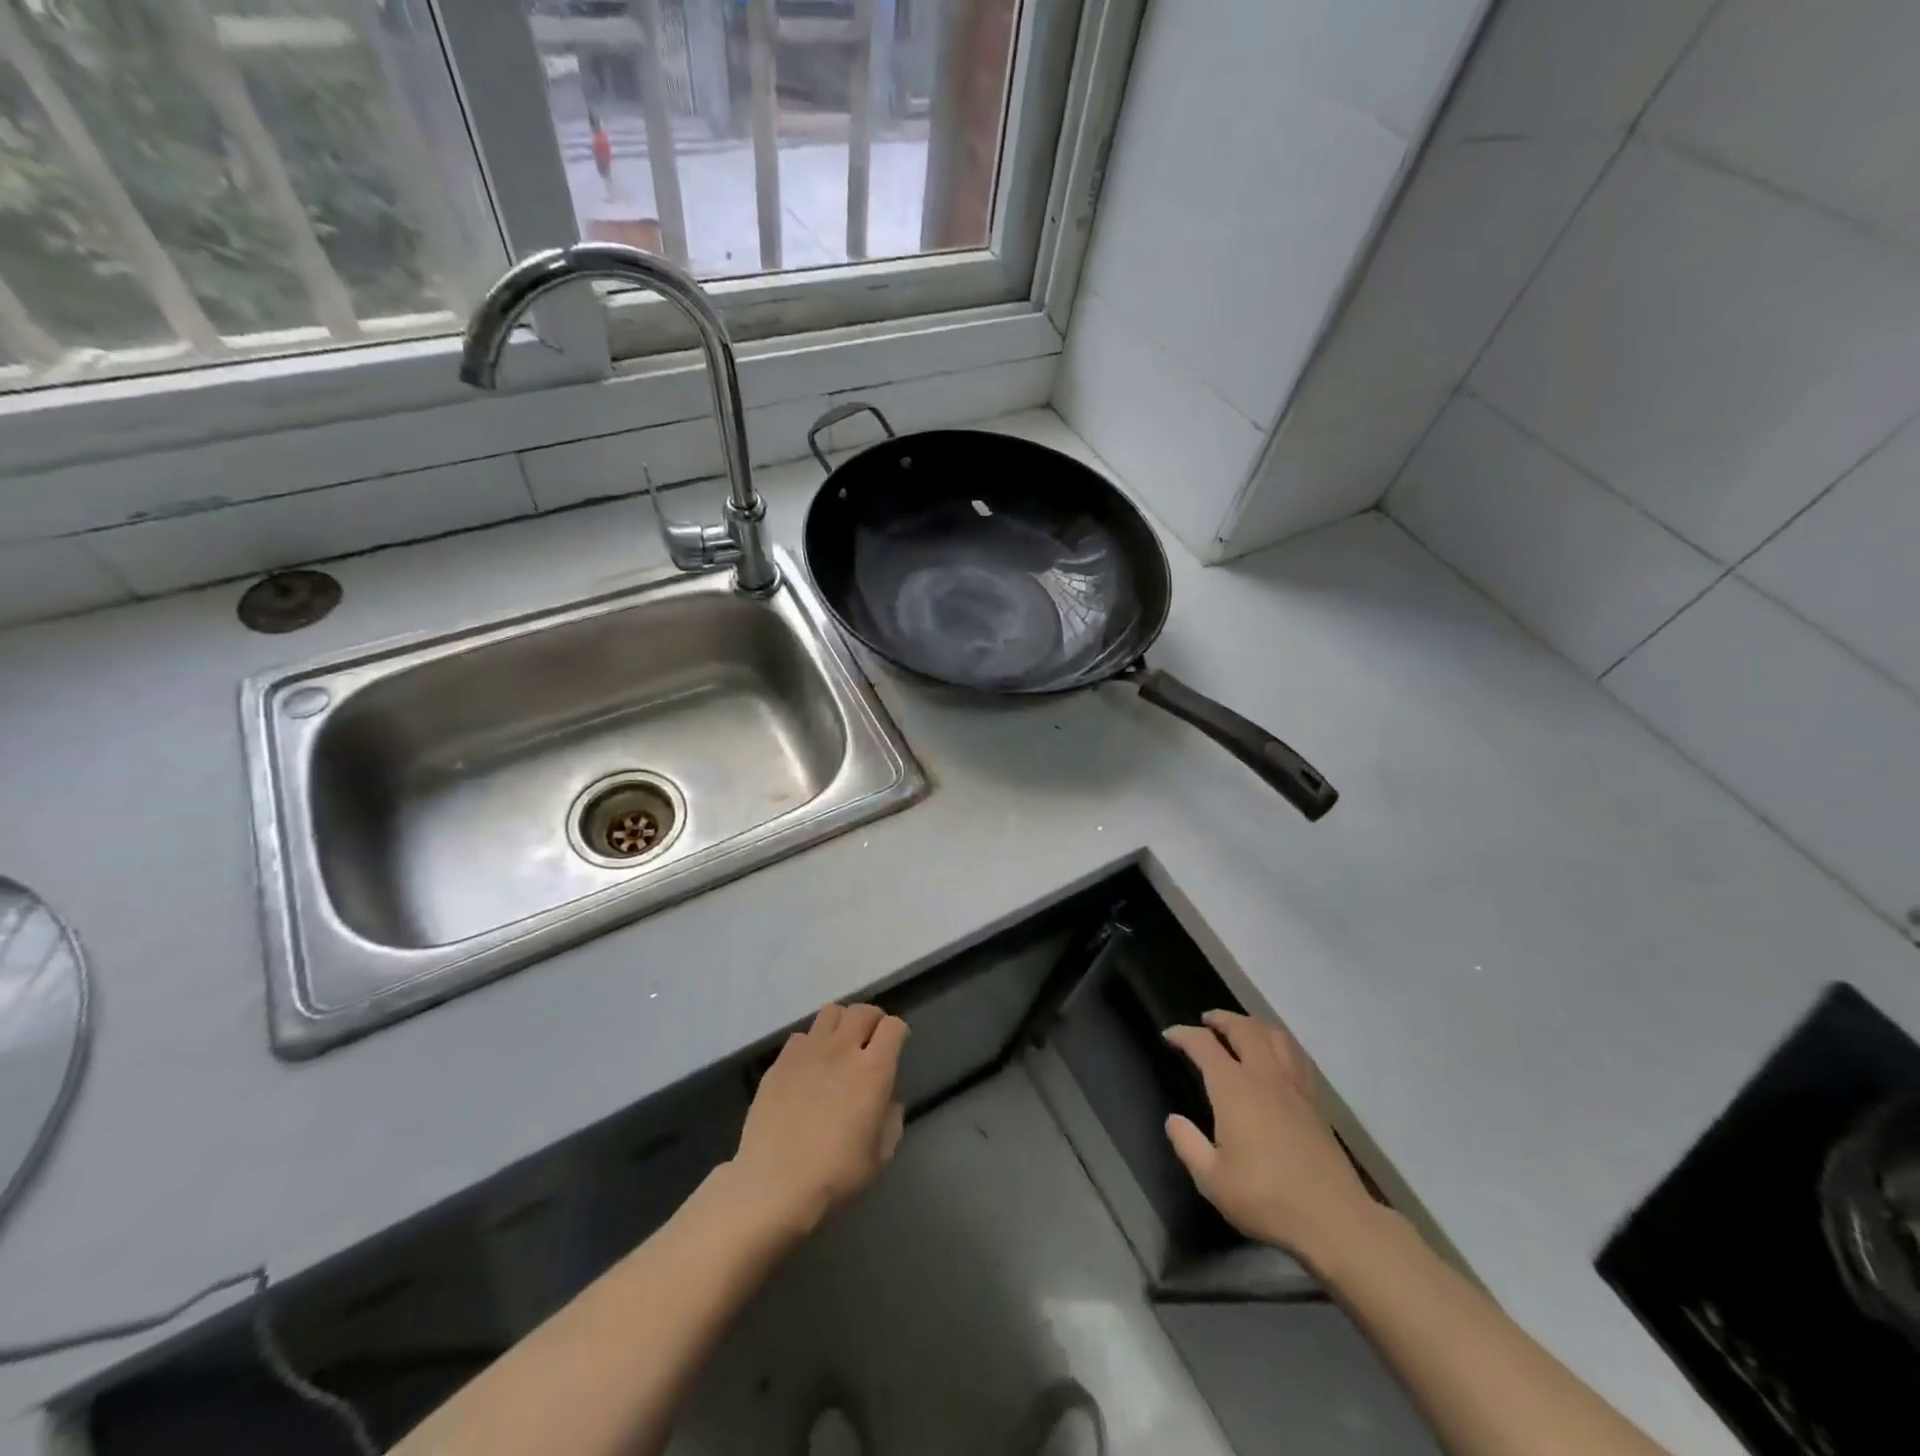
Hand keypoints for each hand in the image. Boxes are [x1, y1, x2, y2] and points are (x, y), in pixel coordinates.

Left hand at [727, 1003, 908, 1239]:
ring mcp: (807, 1052)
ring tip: (839, 1045)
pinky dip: (811, 1044)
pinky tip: (808, 1068)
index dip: (899, 1032)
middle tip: (870, 1041)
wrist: (772, 1187)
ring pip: (830, 1013)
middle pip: (862, 1011)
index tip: (897, 1046)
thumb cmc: (835, 1176)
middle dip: (872, 1020)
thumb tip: (888, 1102)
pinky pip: (801, 1036)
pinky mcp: (779, 1062)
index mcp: (873, 1070)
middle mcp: (842, 1050)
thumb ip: (890, 1122)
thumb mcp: (879, 1158)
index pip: (893, 1027)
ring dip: (841, 1024)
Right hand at [1163, 1010, 1377, 1267]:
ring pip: (1275, 1035)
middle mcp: (1264, 1076)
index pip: (1204, 1045)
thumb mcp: (1212, 1180)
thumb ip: (1188, 1145)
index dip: (1184, 1034)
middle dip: (1222, 1019)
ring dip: (1253, 1024)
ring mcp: (1294, 1087)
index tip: (1169, 1034)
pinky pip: (1297, 1056)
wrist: (1334, 1220)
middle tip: (1206, 1020)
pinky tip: (1278, 1055)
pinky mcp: (1316, 1102)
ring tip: (1242, 1029)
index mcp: (1234, 1089)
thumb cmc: (1266, 1198)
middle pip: (1243, 1029)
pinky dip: (1281, 1043)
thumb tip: (1173, 1120)